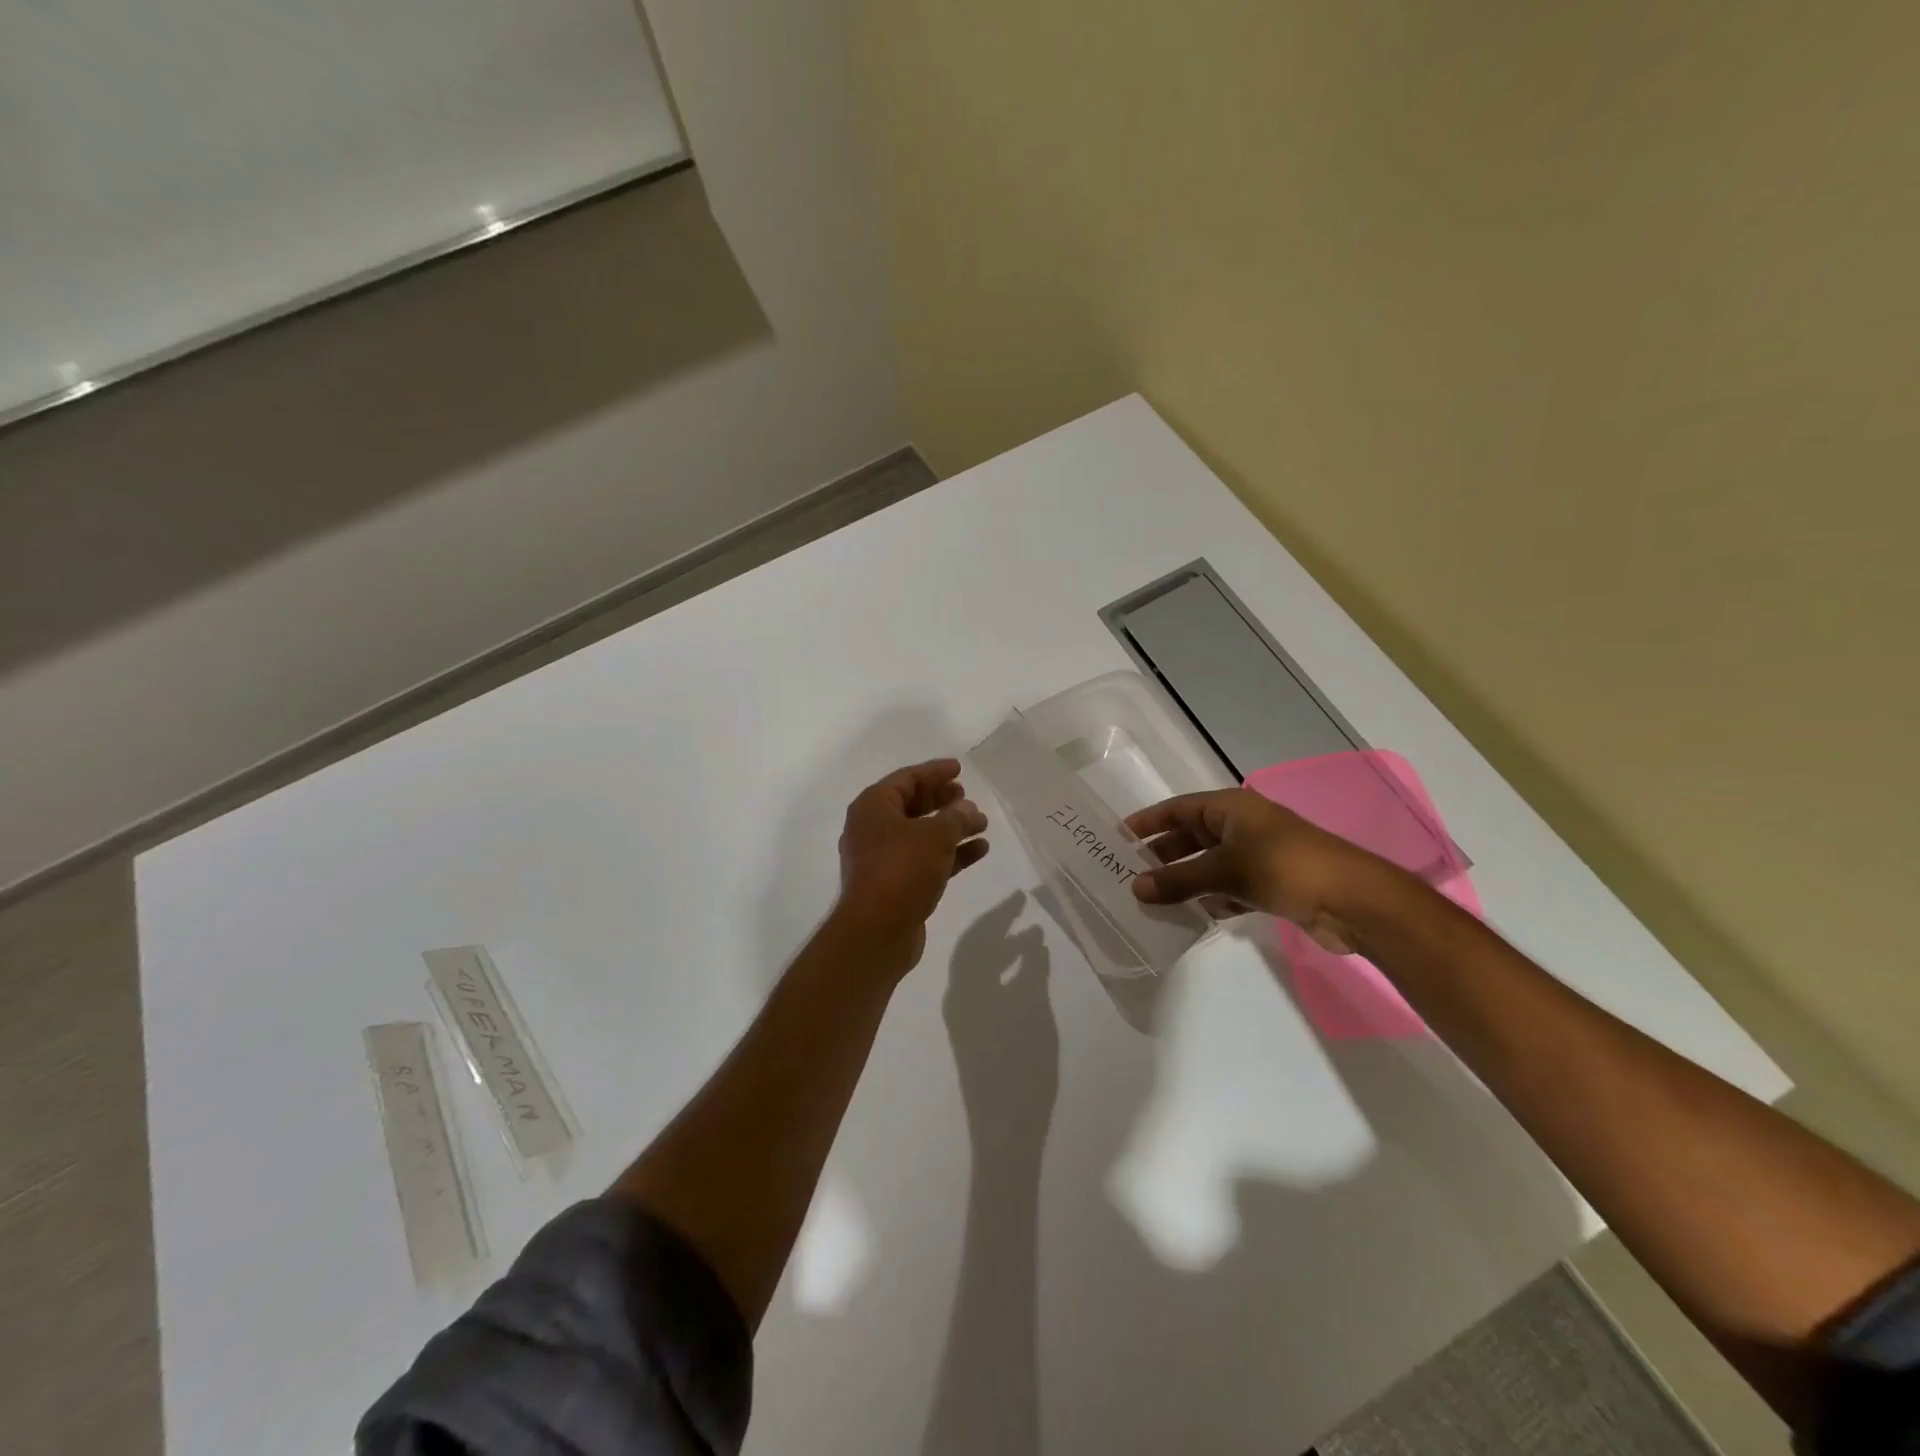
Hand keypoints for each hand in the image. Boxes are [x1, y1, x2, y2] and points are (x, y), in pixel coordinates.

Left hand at [832, 759, 990, 975]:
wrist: (877, 931)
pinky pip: (926, 860)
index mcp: (873, 807)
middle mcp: (873, 829)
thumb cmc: (901, 869)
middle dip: (941, 800)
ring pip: (921, 834)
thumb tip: (968, 810)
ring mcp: (883, 859)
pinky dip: (950, 853)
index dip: (934, 772)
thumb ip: (956, 818)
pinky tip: (979, 850)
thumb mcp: (935, 836)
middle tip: (966, 795)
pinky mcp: (896, 885)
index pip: (906, 779)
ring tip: (981, 823)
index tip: (959, 769)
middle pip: (911, 805)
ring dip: (951, 828)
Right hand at [1126, 788, 1399, 953]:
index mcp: (1230, 808)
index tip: (1118, 837)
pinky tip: (1191, 917)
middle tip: (1128, 874)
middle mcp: (1241, 826)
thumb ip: (1178, 880)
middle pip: (1191, 837)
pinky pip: (1227, 888)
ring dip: (1183, 881)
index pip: (1177, 809)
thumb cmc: (1285, 867)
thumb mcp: (1225, 870)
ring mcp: (1256, 855)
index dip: (1148, 822)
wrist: (1352, 900)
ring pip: (1208, 865)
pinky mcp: (1269, 884)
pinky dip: (1209, 899)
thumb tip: (1135, 888)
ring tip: (1150, 900)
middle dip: (1161, 855)